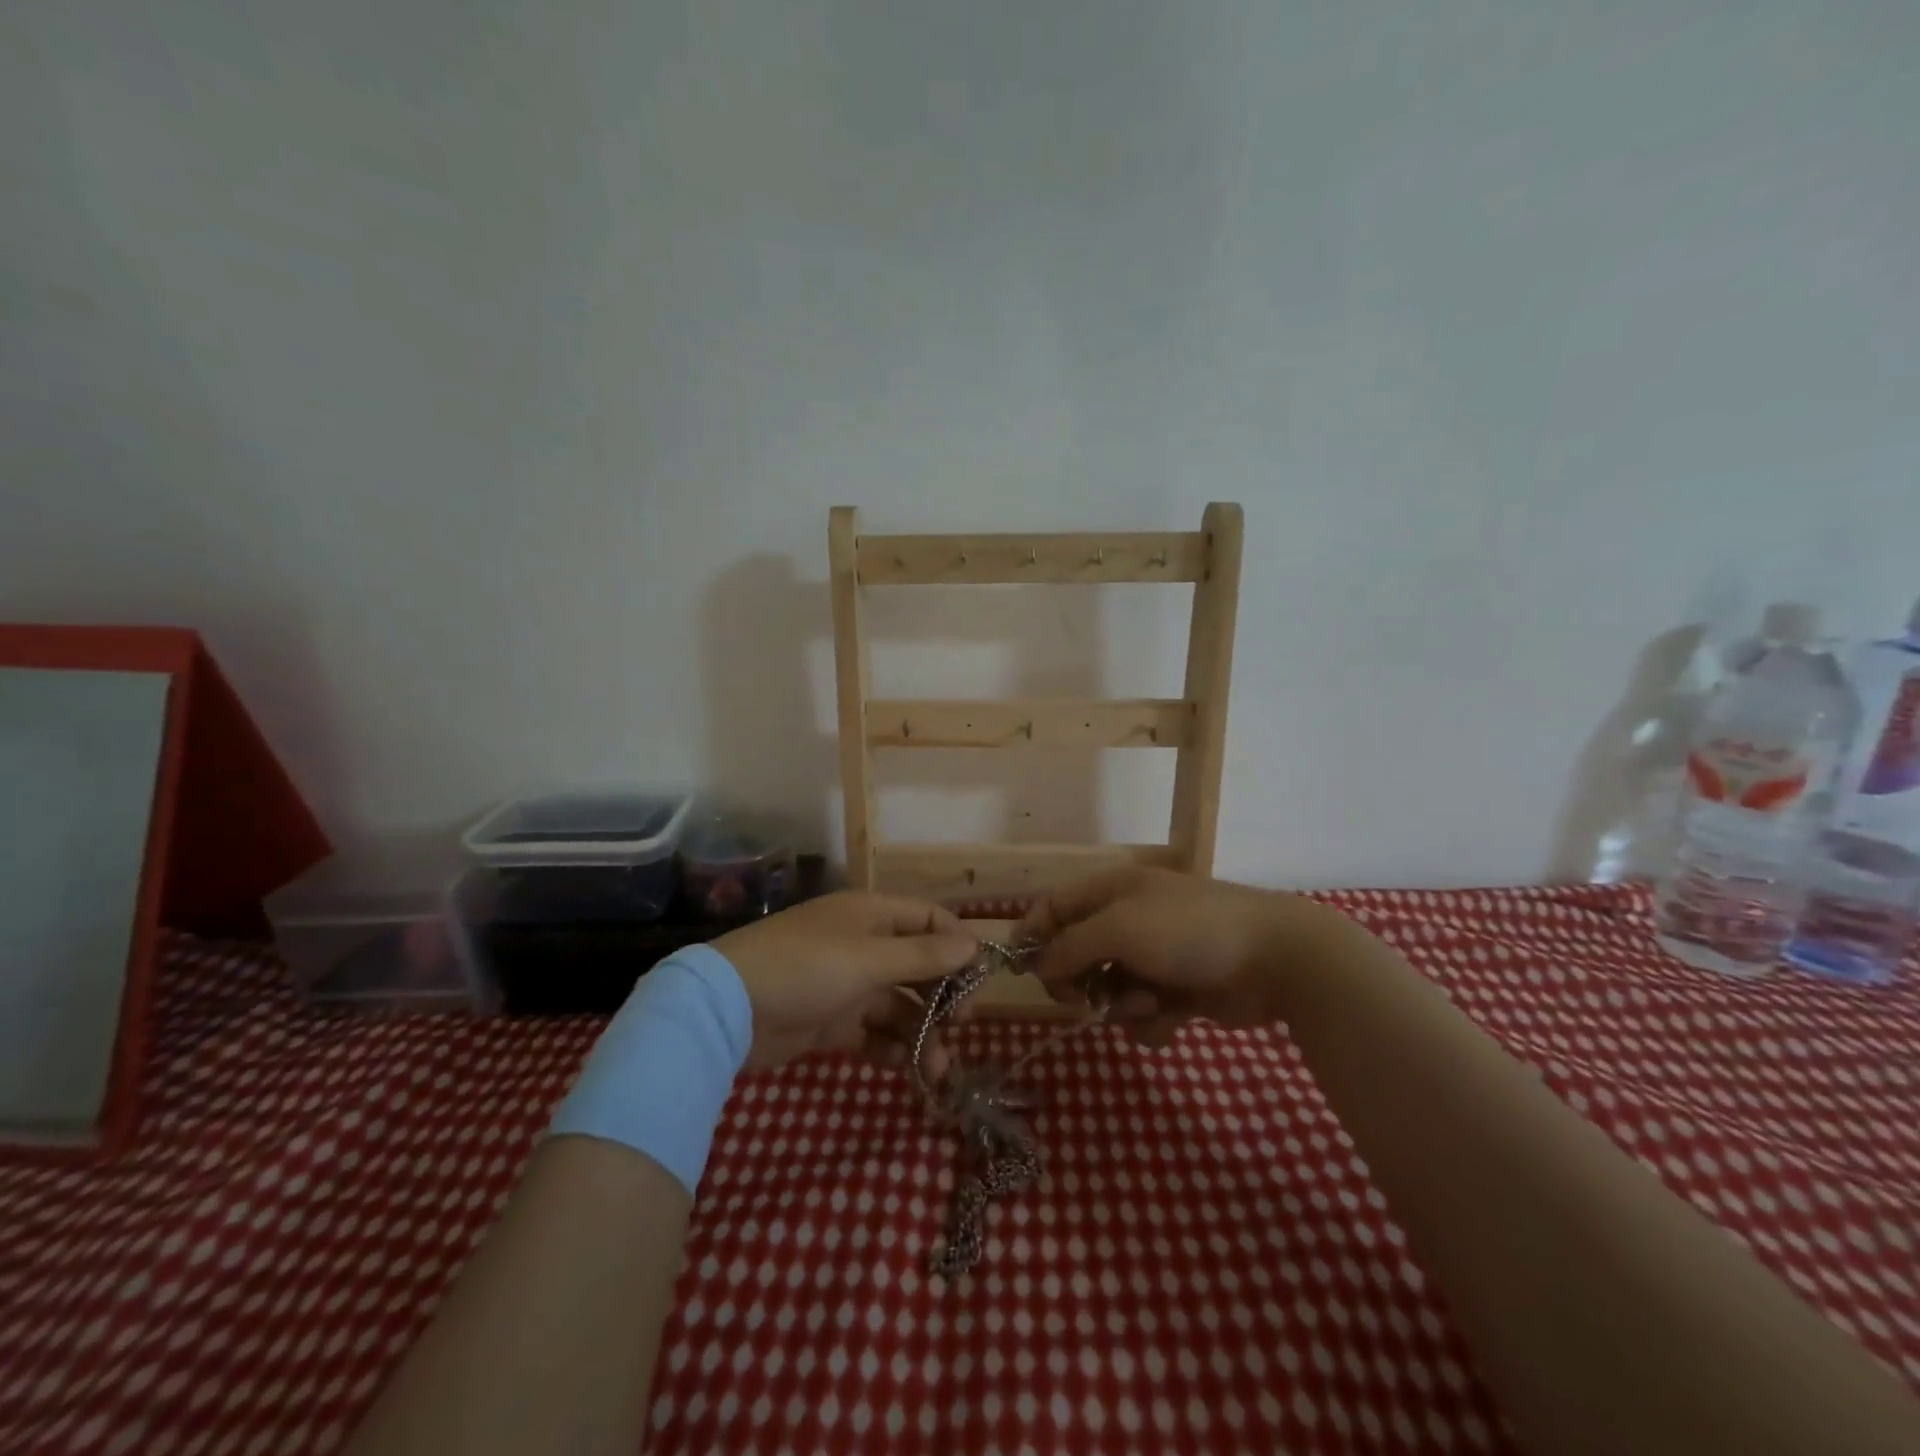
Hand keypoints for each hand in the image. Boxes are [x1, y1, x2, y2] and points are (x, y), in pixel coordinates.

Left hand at [712, 893, 978, 1071]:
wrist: (727, 1009)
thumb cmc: (804, 968)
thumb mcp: (868, 959)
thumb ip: (922, 955)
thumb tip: (973, 945)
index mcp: (872, 915)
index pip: (928, 920)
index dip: (956, 944)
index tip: (978, 979)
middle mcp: (863, 944)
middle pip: (917, 965)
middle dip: (941, 996)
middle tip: (958, 1027)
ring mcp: (847, 983)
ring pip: (898, 1004)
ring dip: (920, 1031)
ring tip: (937, 1069)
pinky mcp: (831, 1019)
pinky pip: (873, 1030)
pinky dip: (891, 1046)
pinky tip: (907, 1067)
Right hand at [1016, 867, 1333, 1045]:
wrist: (1275, 958)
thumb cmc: (1188, 931)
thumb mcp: (1118, 928)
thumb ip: (1070, 946)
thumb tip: (1040, 966)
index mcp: (1112, 890)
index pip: (1054, 906)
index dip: (1032, 935)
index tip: (1020, 971)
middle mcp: (1128, 919)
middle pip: (1077, 954)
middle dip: (1080, 981)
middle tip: (1085, 1000)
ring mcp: (1155, 956)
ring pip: (1109, 989)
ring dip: (1121, 1004)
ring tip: (1150, 1003)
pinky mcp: (1178, 991)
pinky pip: (1143, 1012)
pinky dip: (1153, 1020)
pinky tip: (1174, 1017)